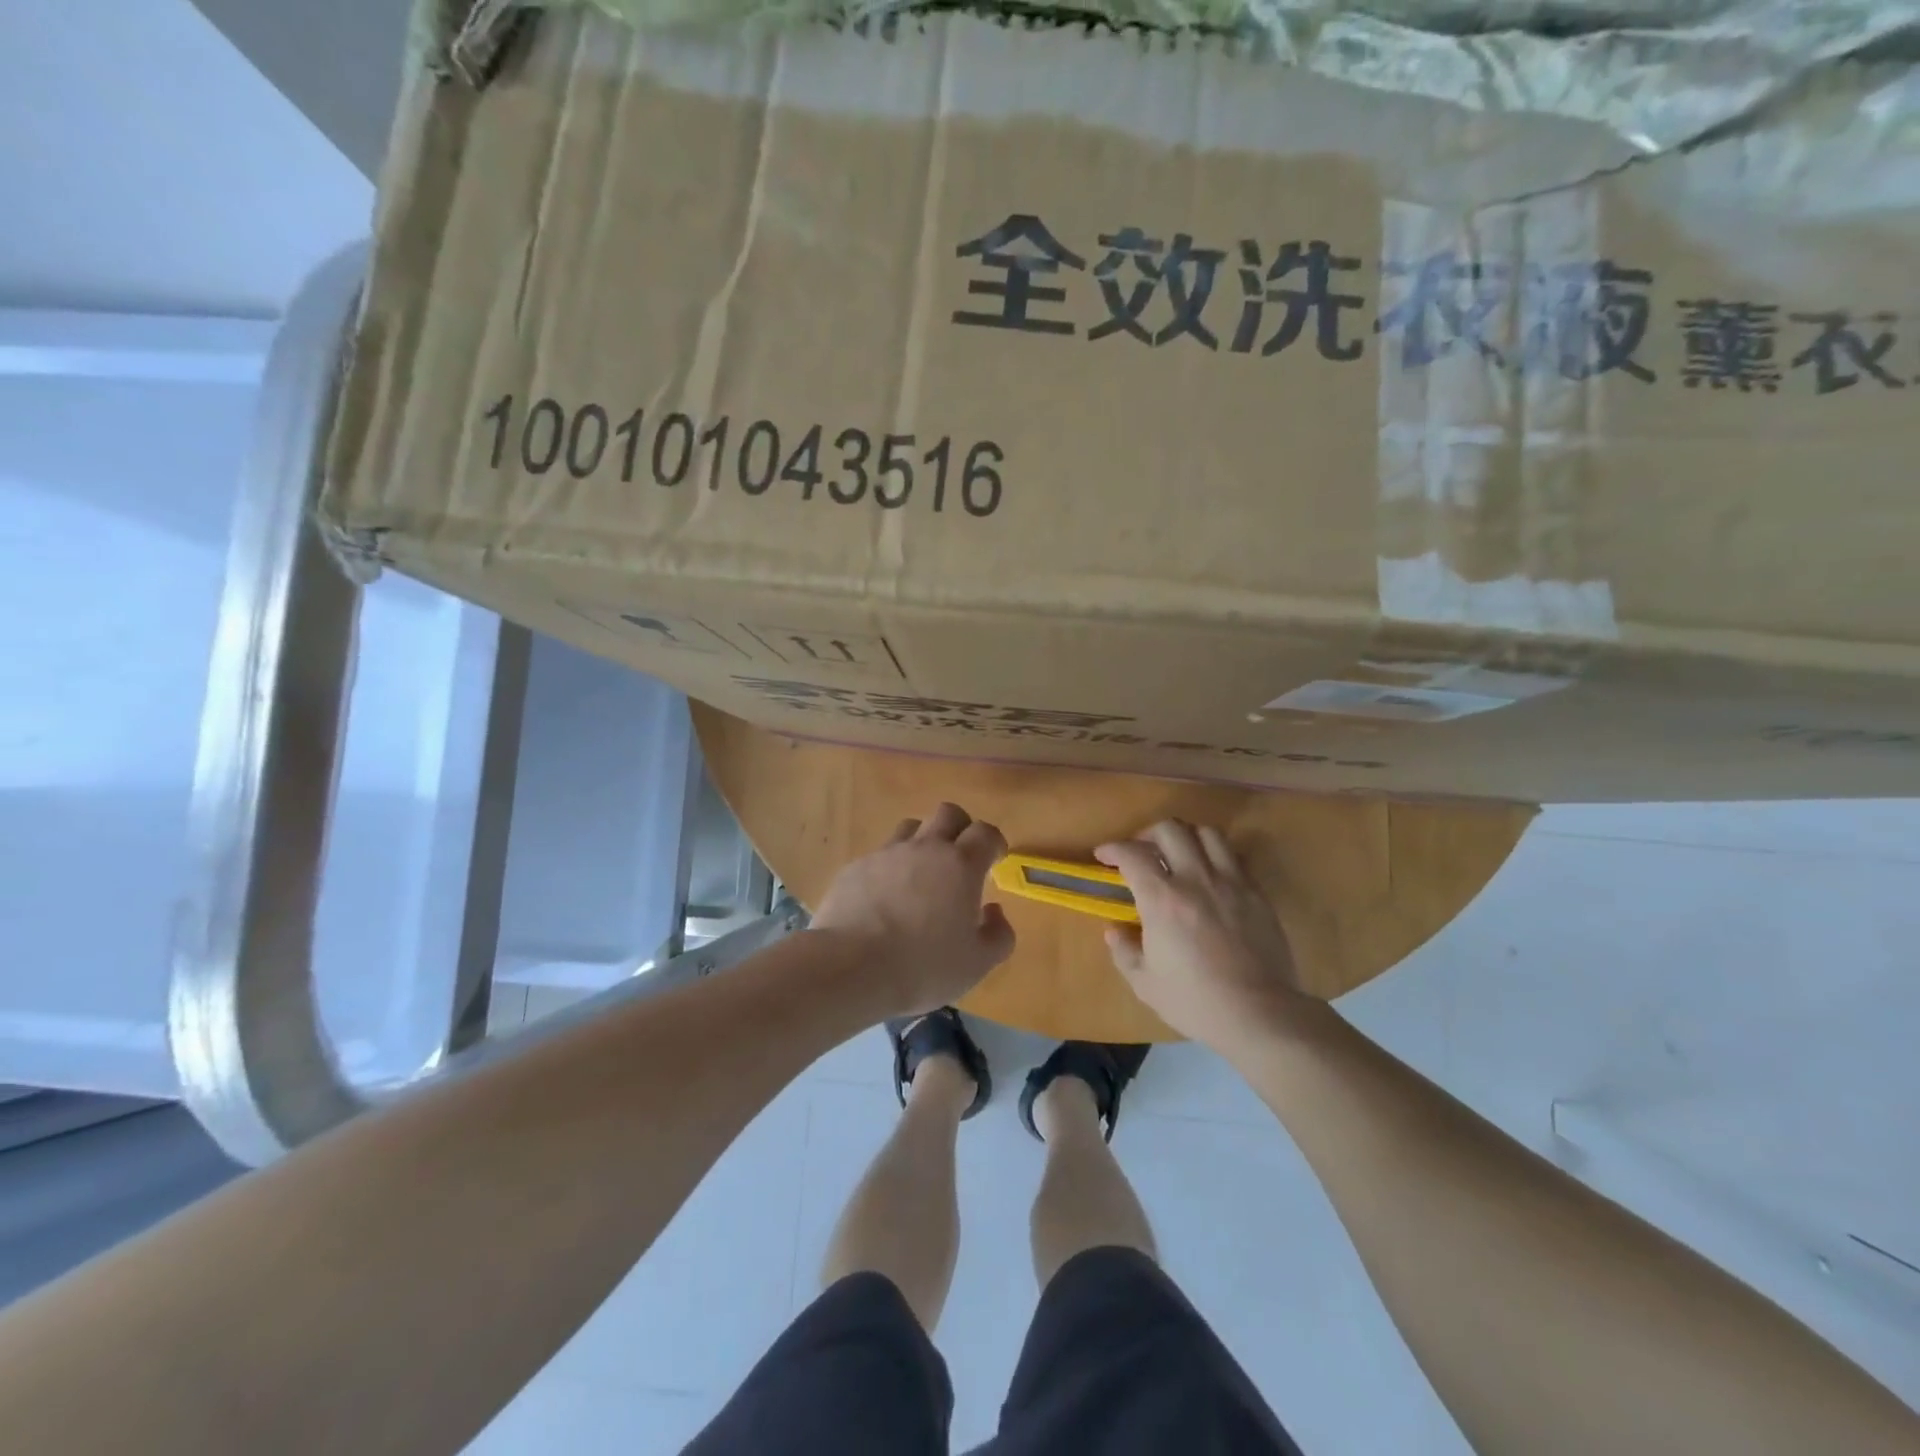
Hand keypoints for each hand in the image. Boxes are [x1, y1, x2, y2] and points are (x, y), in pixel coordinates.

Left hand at [812, 803, 1015, 1017]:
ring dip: (923, 842)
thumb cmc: (923, 966)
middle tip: (961, 858)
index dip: (994, 842)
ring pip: (910, 827)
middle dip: (961, 828)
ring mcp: (886, 854)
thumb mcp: (977, 963)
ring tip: (921, 874)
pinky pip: (879, 855)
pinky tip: (884, 899)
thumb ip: (998, 935)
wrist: (850, 967)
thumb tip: (994, 912)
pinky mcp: (855, 867)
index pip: (985, 832)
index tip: (994, 860)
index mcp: (960, 865)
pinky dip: (890, 868)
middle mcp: (925, 848)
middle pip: (948, 813)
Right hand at [1096, 820, 1307, 1051]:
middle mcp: (1196, 879)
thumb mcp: (1146, 984)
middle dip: (1148, 833)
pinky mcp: (1257, 893)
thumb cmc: (1196, 1002)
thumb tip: (1114, 930)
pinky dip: (1216, 856)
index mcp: (1162, 900)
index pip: (1132, 854)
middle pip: (1170, 829)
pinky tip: (1210, 875)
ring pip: (1207, 833)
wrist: (1260, 1015)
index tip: (1104, 856)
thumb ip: (1124, 951)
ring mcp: (1231, 883)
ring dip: (1186, 836)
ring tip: (1178, 854)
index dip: (1113, 848)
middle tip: (1141, 851)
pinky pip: (1235, 857)